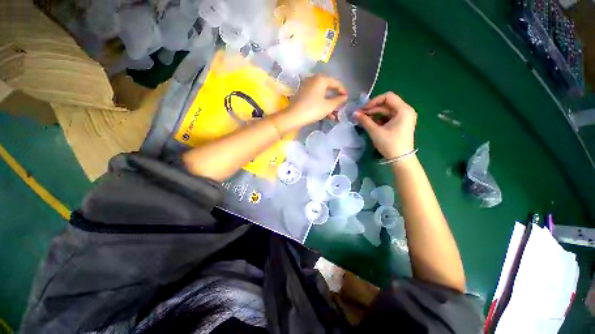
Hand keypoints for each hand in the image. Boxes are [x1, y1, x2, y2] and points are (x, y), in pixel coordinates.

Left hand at [283, 75, 347, 127]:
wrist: (293, 117)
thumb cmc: (313, 109)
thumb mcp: (328, 106)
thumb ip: (338, 101)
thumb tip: (345, 97)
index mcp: (321, 79)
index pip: (336, 83)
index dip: (343, 91)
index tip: (347, 99)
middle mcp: (313, 80)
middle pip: (328, 89)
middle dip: (335, 100)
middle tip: (340, 108)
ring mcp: (306, 88)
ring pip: (321, 96)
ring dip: (329, 105)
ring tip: (334, 116)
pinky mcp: (302, 95)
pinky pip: (315, 99)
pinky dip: (321, 105)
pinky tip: (326, 115)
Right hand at [355, 92, 416, 158]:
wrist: (400, 159)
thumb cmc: (390, 144)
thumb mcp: (375, 131)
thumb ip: (365, 120)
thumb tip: (354, 113)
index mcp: (403, 110)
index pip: (388, 97)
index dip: (374, 101)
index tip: (363, 109)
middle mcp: (405, 110)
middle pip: (386, 104)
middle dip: (372, 109)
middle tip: (360, 115)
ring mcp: (403, 117)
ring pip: (386, 111)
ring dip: (374, 114)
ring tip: (363, 120)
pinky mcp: (400, 123)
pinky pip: (388, 117)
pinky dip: (379, 119)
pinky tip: (370, 123)